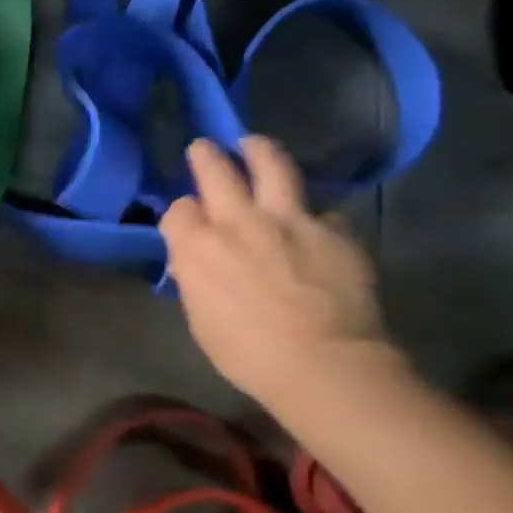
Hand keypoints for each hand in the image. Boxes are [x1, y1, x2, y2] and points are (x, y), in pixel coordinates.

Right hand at [161, 136, 390, 410]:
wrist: (326, 367)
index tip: (188, 220)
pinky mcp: (333, 231)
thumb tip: (194, 260)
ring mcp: (290, 220)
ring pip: (271, 164)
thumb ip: (195, 278)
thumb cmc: (249, 354)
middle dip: (206, 156)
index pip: (179, 209)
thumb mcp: (200, 318)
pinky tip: (315, 227)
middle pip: (216, 169)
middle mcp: (238, 220)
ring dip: (258, 151)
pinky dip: (313, 218)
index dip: (183, 213)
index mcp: (197, 245)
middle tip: (204, 148)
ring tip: (254, 145)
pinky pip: (321, 212)